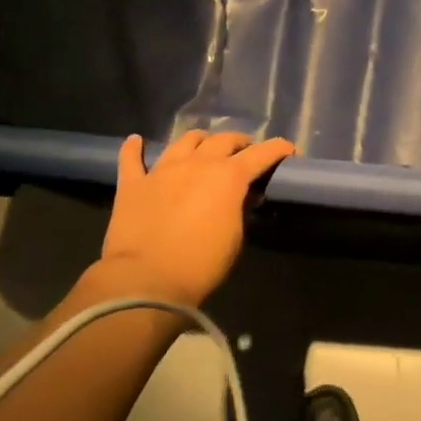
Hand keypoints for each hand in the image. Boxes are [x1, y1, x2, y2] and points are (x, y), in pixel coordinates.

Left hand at [98, 130, 295, 307]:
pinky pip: (132, 159)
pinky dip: (134, 148)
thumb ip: (239, 207)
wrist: (146, 281)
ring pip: (185, 141)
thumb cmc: (202, 264)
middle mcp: (198, 164)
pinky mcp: (132, 184)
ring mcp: (162, 171)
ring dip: (200, 140)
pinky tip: (136, 141)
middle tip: (245, 152)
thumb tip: (239, 195)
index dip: (278, 149)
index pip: (262, 153)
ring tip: (204, 147)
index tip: (288, 150)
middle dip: (239, 142)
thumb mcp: (235, 236)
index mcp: (229, 177)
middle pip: (223, 139)